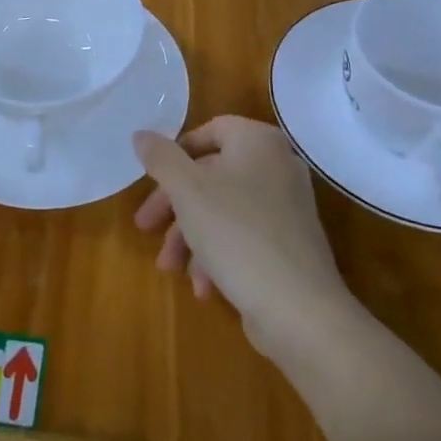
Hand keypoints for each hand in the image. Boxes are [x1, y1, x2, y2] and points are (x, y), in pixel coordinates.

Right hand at [133, 116, 350, 356]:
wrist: (299, 309)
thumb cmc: (236, 233)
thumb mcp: (187, 190)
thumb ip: (161, 158)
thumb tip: (141, 134)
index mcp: (258, 142)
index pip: (209, 131)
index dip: (175, 154)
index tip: (151, 181)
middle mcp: (278, 165)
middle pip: (211, 174)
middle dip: (174, 206)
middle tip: (145, 228)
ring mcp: (287, 206)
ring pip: (223, 209)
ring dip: (190, 237)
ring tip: (170, 269)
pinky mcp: (289, 244)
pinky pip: (244, 236)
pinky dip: (218, 255)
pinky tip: (204, 287)